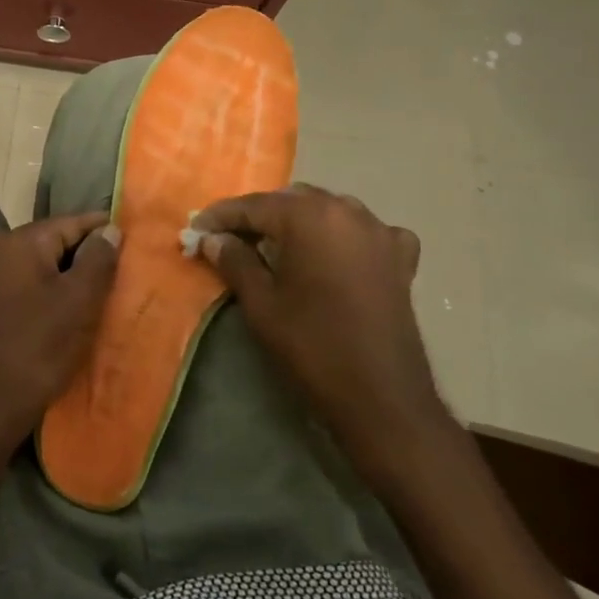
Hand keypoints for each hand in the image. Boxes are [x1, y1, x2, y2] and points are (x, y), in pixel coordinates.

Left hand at [0, 212, 121, 455]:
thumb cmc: (39, 346)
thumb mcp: (78, 300)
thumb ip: (98, 259)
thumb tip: (110, 230)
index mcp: (22, 242)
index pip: (73, 222)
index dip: (106, 231)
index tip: (138, 244)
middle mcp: (4, 252)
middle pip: (59, 242)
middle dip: (92, 256)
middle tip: (128, 275)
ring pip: (49, 267)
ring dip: (77, 279)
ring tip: (110, 295)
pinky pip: (37, 288)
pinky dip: (60, 295)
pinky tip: (80, 314)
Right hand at [192, 186, 451, 485]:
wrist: (382, 397)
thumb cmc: (312, 346)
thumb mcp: (261, 304)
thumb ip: (234, 261)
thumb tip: (214, 239)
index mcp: (310, 217)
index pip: (254, 205)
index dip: (221, 216)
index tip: (196, 229)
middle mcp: (348, 211)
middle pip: (292, 201)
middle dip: (259, 216)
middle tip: (229, 239)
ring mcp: (380, 232)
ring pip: (328, 211)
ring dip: (299, 221)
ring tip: (275, 245)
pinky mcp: (401, 258)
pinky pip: (365, 232)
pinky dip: (343, 236)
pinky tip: (334, 255)